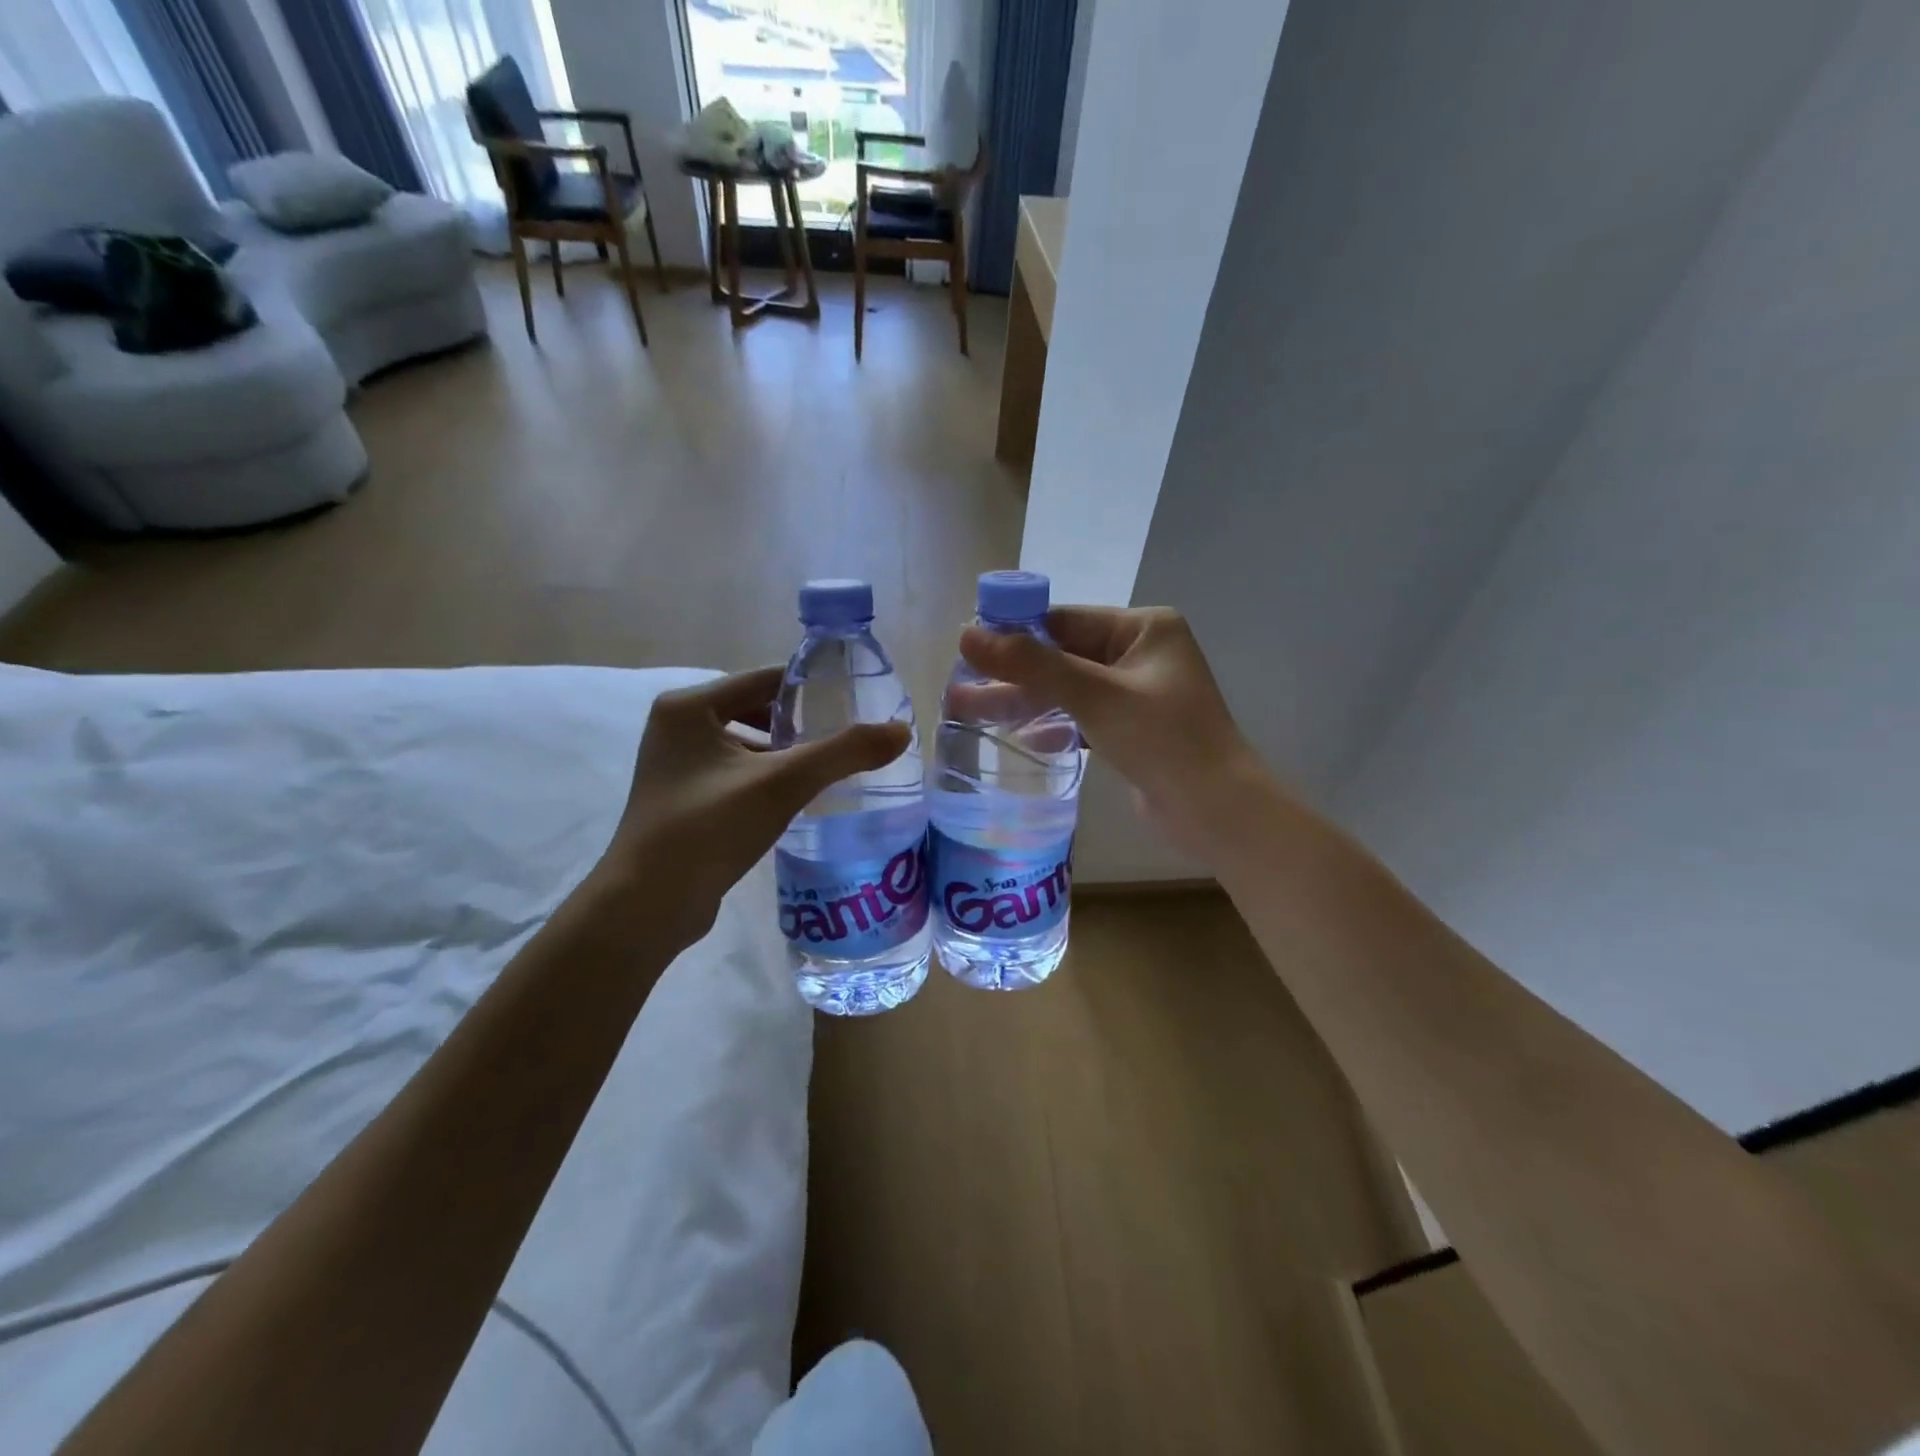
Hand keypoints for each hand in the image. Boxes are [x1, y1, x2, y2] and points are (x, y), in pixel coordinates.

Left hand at [599, 667, 909, 946]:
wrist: (648, 906)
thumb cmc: (708, 829)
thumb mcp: (783, 784)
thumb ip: (844, 753)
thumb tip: (901, 731)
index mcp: (688, 706)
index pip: (765, 679)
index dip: (813, 688)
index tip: (857, 701)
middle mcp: (676, 726)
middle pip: (757, 709)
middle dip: (802, 724)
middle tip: (848, 737)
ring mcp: (676, 765)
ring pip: (748, 744)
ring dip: (786, 753)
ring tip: (831, 767)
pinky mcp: (683, 798)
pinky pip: (736, 772)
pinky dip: (767, 777)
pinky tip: (798, 797)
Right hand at [959, 606, 1267, 860]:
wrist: (1216, 811)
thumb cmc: (1162, 740)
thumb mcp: (1094, 695)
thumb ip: (1031, 665)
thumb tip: (967, 633)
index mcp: (1144, 628)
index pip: (1064, 621)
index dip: (1013, 632)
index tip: (967, 647)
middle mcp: (1141, 653)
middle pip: (1062, 656)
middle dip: (1013, 674)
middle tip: (960, 686)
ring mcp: (1137, 693)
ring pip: (1069, 689)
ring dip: (1026, 701)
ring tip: (970, 711)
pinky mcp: (1132, 729)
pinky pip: (1083, 716)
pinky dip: (1054, 725)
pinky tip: (1023, 737)